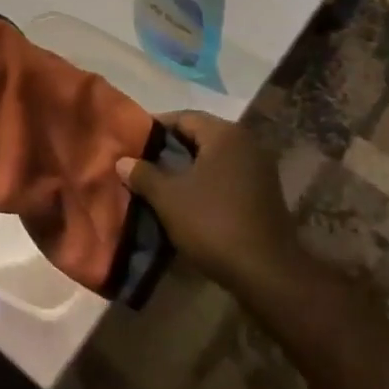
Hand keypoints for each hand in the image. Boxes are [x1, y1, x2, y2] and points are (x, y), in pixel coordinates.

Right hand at [117, 112, 301, 296]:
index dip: (154, 127)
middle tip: (142, 163)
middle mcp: (246, 142)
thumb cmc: (213, 223)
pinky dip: (206, 182)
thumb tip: (122, 160)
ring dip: (188, 168)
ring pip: (214, 158)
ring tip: (160, 183)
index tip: (132, 142)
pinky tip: (187, 200)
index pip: (184, 117)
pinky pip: (227, 175)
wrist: (266, 271)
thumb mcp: (169, 198)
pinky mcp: (264, 192)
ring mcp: (259, 167)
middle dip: (170, 149)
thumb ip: (144, 175)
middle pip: (200, 136)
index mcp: (225, 134)